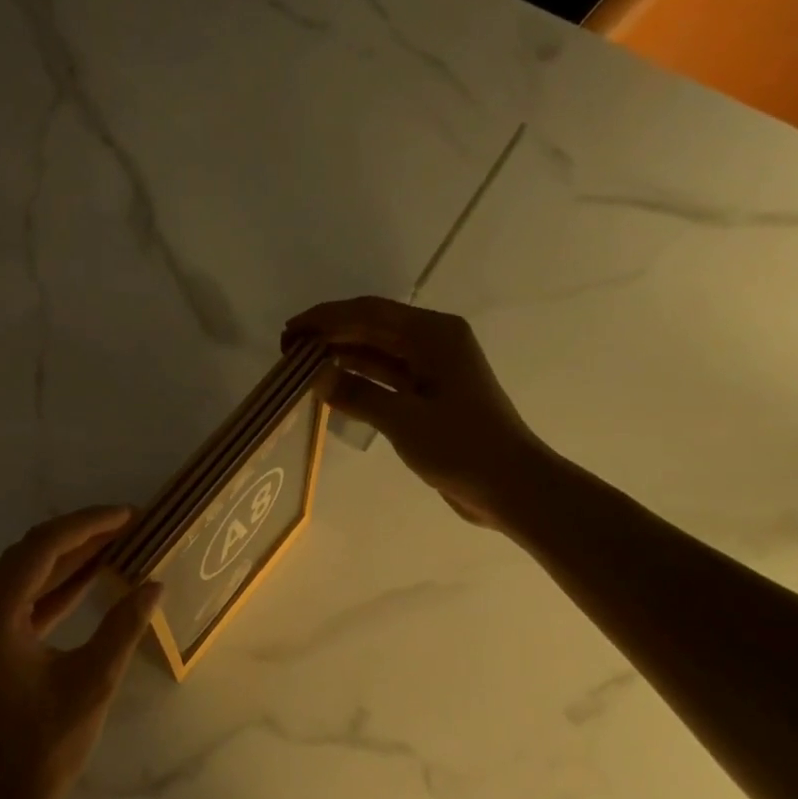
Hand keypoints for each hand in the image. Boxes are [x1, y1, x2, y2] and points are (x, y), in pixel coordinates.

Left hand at [0, 507, 162, 798]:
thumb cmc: (41, 749)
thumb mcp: (92, 683)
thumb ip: (122, 627)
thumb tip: (154, 585)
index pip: (42, 548)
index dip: (88, 525)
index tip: (128, 515)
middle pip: (29, 556)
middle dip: (81, 537)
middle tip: (129, 524)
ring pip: (25, 577)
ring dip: (69, 561)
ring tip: (118, 542)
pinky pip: (19, 603)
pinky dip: (54, 591)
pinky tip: (90, 578)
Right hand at [285, 296, 551, 529]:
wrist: (510, 486)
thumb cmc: (462, 447)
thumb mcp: (404, 420)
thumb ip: (357, 393)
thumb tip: (313, 375)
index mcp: (434, 334)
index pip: (369, 312)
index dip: (325, 318)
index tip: (290, 331)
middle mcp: (433, 342)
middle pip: (372, 327)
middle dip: (329, 334)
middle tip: (287, 349)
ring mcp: (432, 368)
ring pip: (377, 351)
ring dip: (341, 355)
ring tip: (300, 365)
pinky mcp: (429, 394)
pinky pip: (386, 376)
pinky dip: (358, 378)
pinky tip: (330, 385)